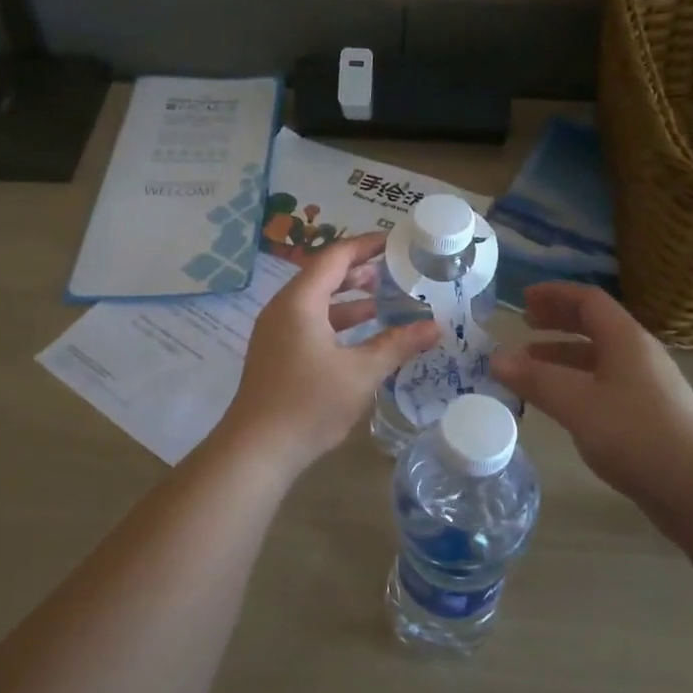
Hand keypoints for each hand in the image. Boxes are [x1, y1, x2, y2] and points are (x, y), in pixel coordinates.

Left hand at [219, 233, 439, 477]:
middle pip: (323, 276)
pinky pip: (310, 324)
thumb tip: (435, 327)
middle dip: (360, 271)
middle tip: (396, 270)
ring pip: (317, 303)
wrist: (257, 450)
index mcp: (300, 301)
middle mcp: (283, 309)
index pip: (335, 257)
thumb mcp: (360, 373)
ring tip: (386, 301)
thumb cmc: (309, 404)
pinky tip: (363, 338)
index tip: (396, 243)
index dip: (366, 246)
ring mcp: (276, 333)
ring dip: (350, 300)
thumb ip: (397, 345)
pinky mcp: (276, 354)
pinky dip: (337, 323)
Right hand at [489, 283, 692, 523]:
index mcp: (626, 340)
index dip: (554, 294)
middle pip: (595, 325)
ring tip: (530, 364)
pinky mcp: (650, 413)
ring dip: (563, 354)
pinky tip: (561, 401)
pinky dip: (577, 380)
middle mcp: (640, 354)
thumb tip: (495, 358)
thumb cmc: (635, 436)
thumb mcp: (577, 404)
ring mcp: (648, 384)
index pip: (588, 300)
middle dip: (557, 321)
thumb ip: (535, 380)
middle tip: (524, 325)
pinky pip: (606, 382)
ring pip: (599, 356)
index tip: (523, 298)